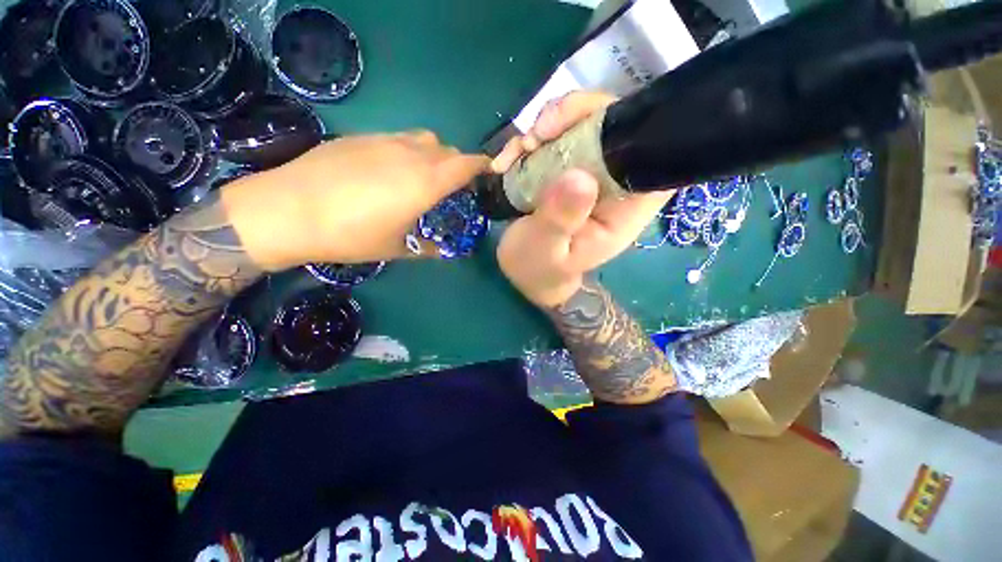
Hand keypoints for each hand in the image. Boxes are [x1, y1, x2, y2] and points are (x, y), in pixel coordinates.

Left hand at [223, 131, 488, 269]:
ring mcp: (385, 141)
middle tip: (452, 188)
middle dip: (457, 166)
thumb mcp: (396, 248)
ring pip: (424, 140)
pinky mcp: (362, 137)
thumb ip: (427, 248)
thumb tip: (443, 252)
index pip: (467, 164)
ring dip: (433, 156)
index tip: (487, 176)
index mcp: (426, 182)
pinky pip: (398, 139)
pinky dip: (408, 151)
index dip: (482, 167)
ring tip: (422, 178)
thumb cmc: (350, 234)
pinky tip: (389, 172)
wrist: (288, 210)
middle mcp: (411, 154)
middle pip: (448, 151)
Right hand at [495, 92, 673, 307]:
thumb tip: (579, 176)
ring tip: (517, 152)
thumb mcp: (545, 251)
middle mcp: (610, 186)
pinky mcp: (563, 171)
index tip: (584, 125)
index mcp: (622, 211)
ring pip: (581, 127)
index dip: (629, 128)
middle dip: (576, 117)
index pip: (649, 157)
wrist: (523, 273)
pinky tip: (506, 161)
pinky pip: (552, 141)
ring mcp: (586, 175)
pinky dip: (527, 143)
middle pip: (614, 129)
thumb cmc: (538, 269)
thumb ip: (561, 220)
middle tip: (537, 135)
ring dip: (545, 129)